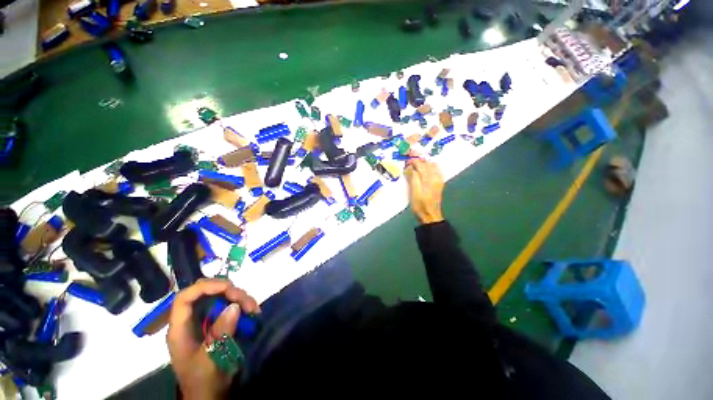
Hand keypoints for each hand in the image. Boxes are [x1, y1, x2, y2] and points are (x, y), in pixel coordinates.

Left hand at [167, 279, 259, 399]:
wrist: (209, 396)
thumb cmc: (204, 381)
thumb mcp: (210, 360)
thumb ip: (220, 334)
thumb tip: (234, 306)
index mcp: (181, 329)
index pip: (185, 298)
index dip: (205, 287)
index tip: (228, 287)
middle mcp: (192, 320)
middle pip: (206, 293)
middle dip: (228, 291)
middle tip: (246, 300)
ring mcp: (205, 321)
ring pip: (220, 297)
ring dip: (239, 298)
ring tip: (254, 309)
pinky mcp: (217, 324)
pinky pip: (229, 306)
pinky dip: (242, 305)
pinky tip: (252, 312)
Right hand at [404, 158, 444, 223]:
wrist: (430, 215)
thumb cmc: (420, 205)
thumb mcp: (414, 192)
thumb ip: (413, 178)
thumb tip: (409, 167)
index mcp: (429, 179)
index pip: (421, 165)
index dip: (413, 161)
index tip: (406, 161)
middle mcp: (435, 177)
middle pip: (427, 163)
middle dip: (419, 160)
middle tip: (410, 160)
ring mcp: (438, 180)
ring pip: (433, 166)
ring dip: (425, 162)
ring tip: (416, 163)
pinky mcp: (439, 183)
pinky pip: (437, 170)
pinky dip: (431, 167)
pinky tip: (426, 168)